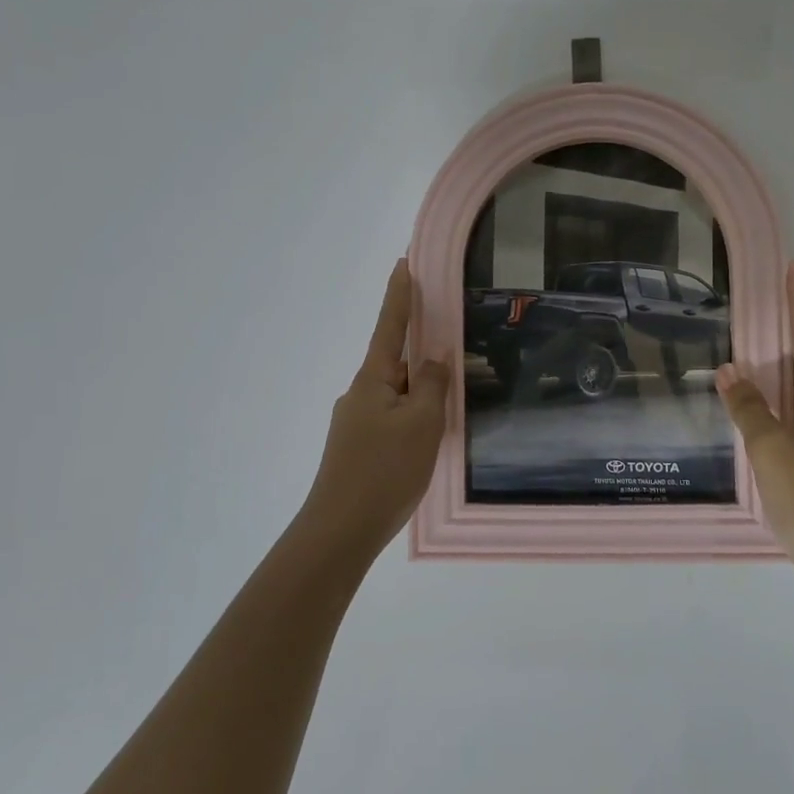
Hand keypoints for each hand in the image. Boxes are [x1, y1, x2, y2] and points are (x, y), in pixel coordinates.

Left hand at [297, 258, 449, 556]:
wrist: (341, 529)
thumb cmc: (384, 471)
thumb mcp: (421, 424)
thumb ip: (430, 385)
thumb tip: (432, 359)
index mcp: (372, 380)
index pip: (389, 327)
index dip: (399, 296)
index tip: (404, 264)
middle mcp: (360, 395)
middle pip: (394, 363)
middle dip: (420, 355)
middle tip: (452, 352)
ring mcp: (355, 423)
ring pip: (396, 396)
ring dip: (419, 394)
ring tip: (448, 408)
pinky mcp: (358, 449)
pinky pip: (392, 420)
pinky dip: (412, 418)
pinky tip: (428, 440)